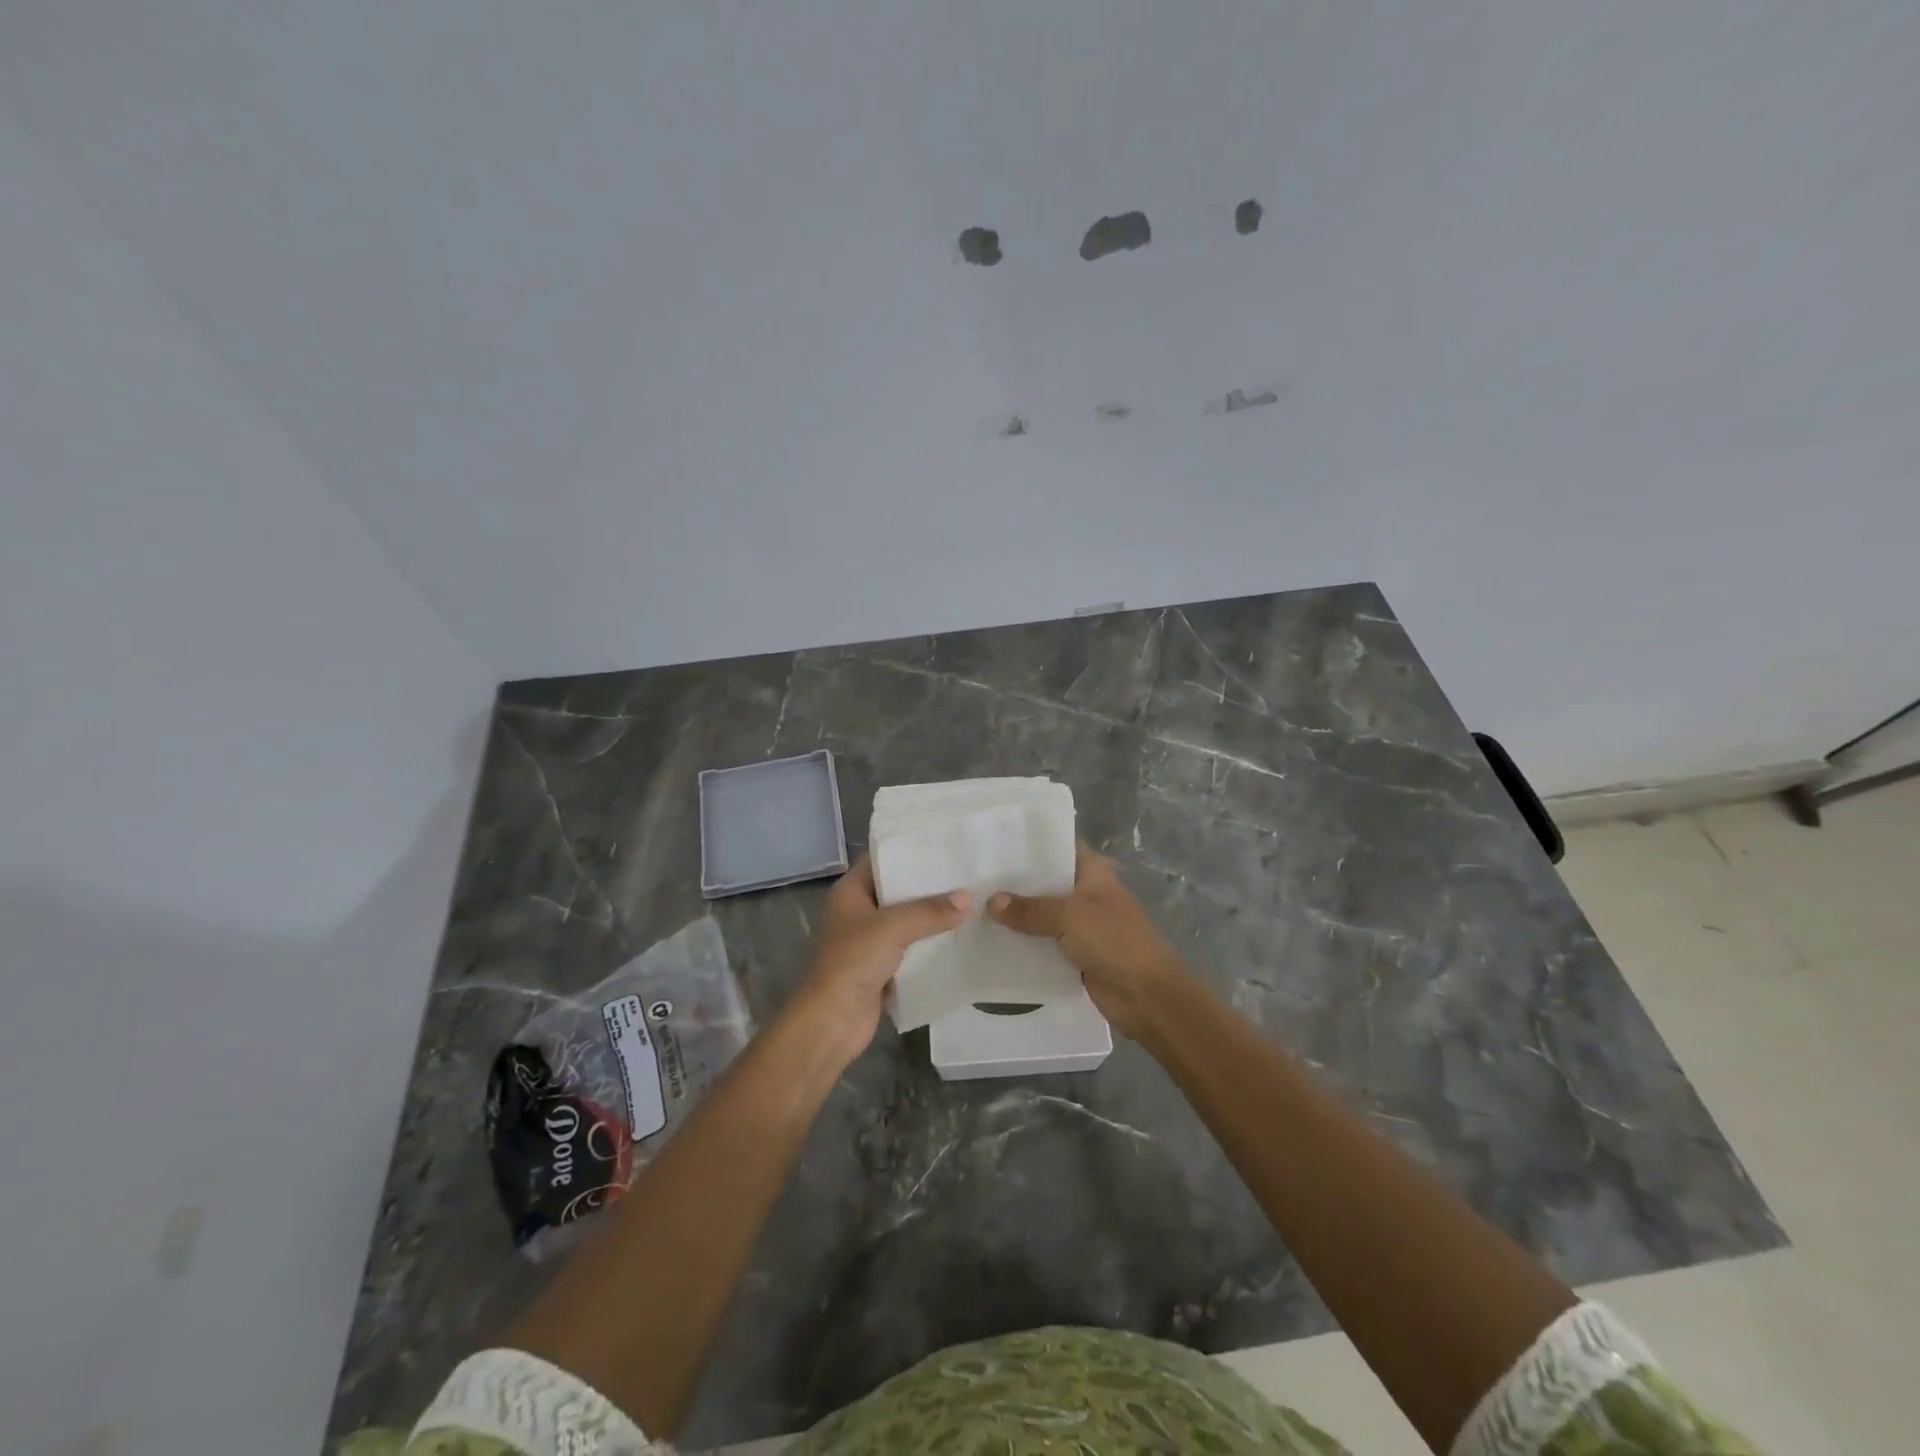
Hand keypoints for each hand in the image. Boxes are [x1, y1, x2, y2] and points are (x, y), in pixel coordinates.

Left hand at [791, 856, 968, 1065]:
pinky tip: (959, 937)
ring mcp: (869, 941)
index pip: (881, 860)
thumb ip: (930, 911)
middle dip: (927, 886)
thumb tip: (967, 898)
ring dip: (932, 917)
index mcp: (850, 892)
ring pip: (906, 921)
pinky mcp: (881, 968)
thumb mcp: (892, 927)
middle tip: (965, 873)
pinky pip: (911, 949)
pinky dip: (930, 945)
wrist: (833, 1021)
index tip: (943, 845)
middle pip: (897, 891)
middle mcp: (858, 912)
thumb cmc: (853, 962)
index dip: (908, 851)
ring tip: (970, 901)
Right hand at [987, 847, 1187, 1040]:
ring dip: (1016, 916)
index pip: (1056, 848)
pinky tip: (992, 940)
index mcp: (1092, 872)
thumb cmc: (1115, 942)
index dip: (1027, 847)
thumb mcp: (1070, 916)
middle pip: (1045, 883)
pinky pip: (1043, 943)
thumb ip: (1029, 909)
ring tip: (972, 907)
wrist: (1148, 996)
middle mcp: (1086, 893)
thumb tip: (990, 901)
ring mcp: (1081, 924)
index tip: (992, 845)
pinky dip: (1024, 943)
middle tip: (972, 878)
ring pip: (1042, 914)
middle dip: (1014, 884)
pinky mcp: (1075, 953)